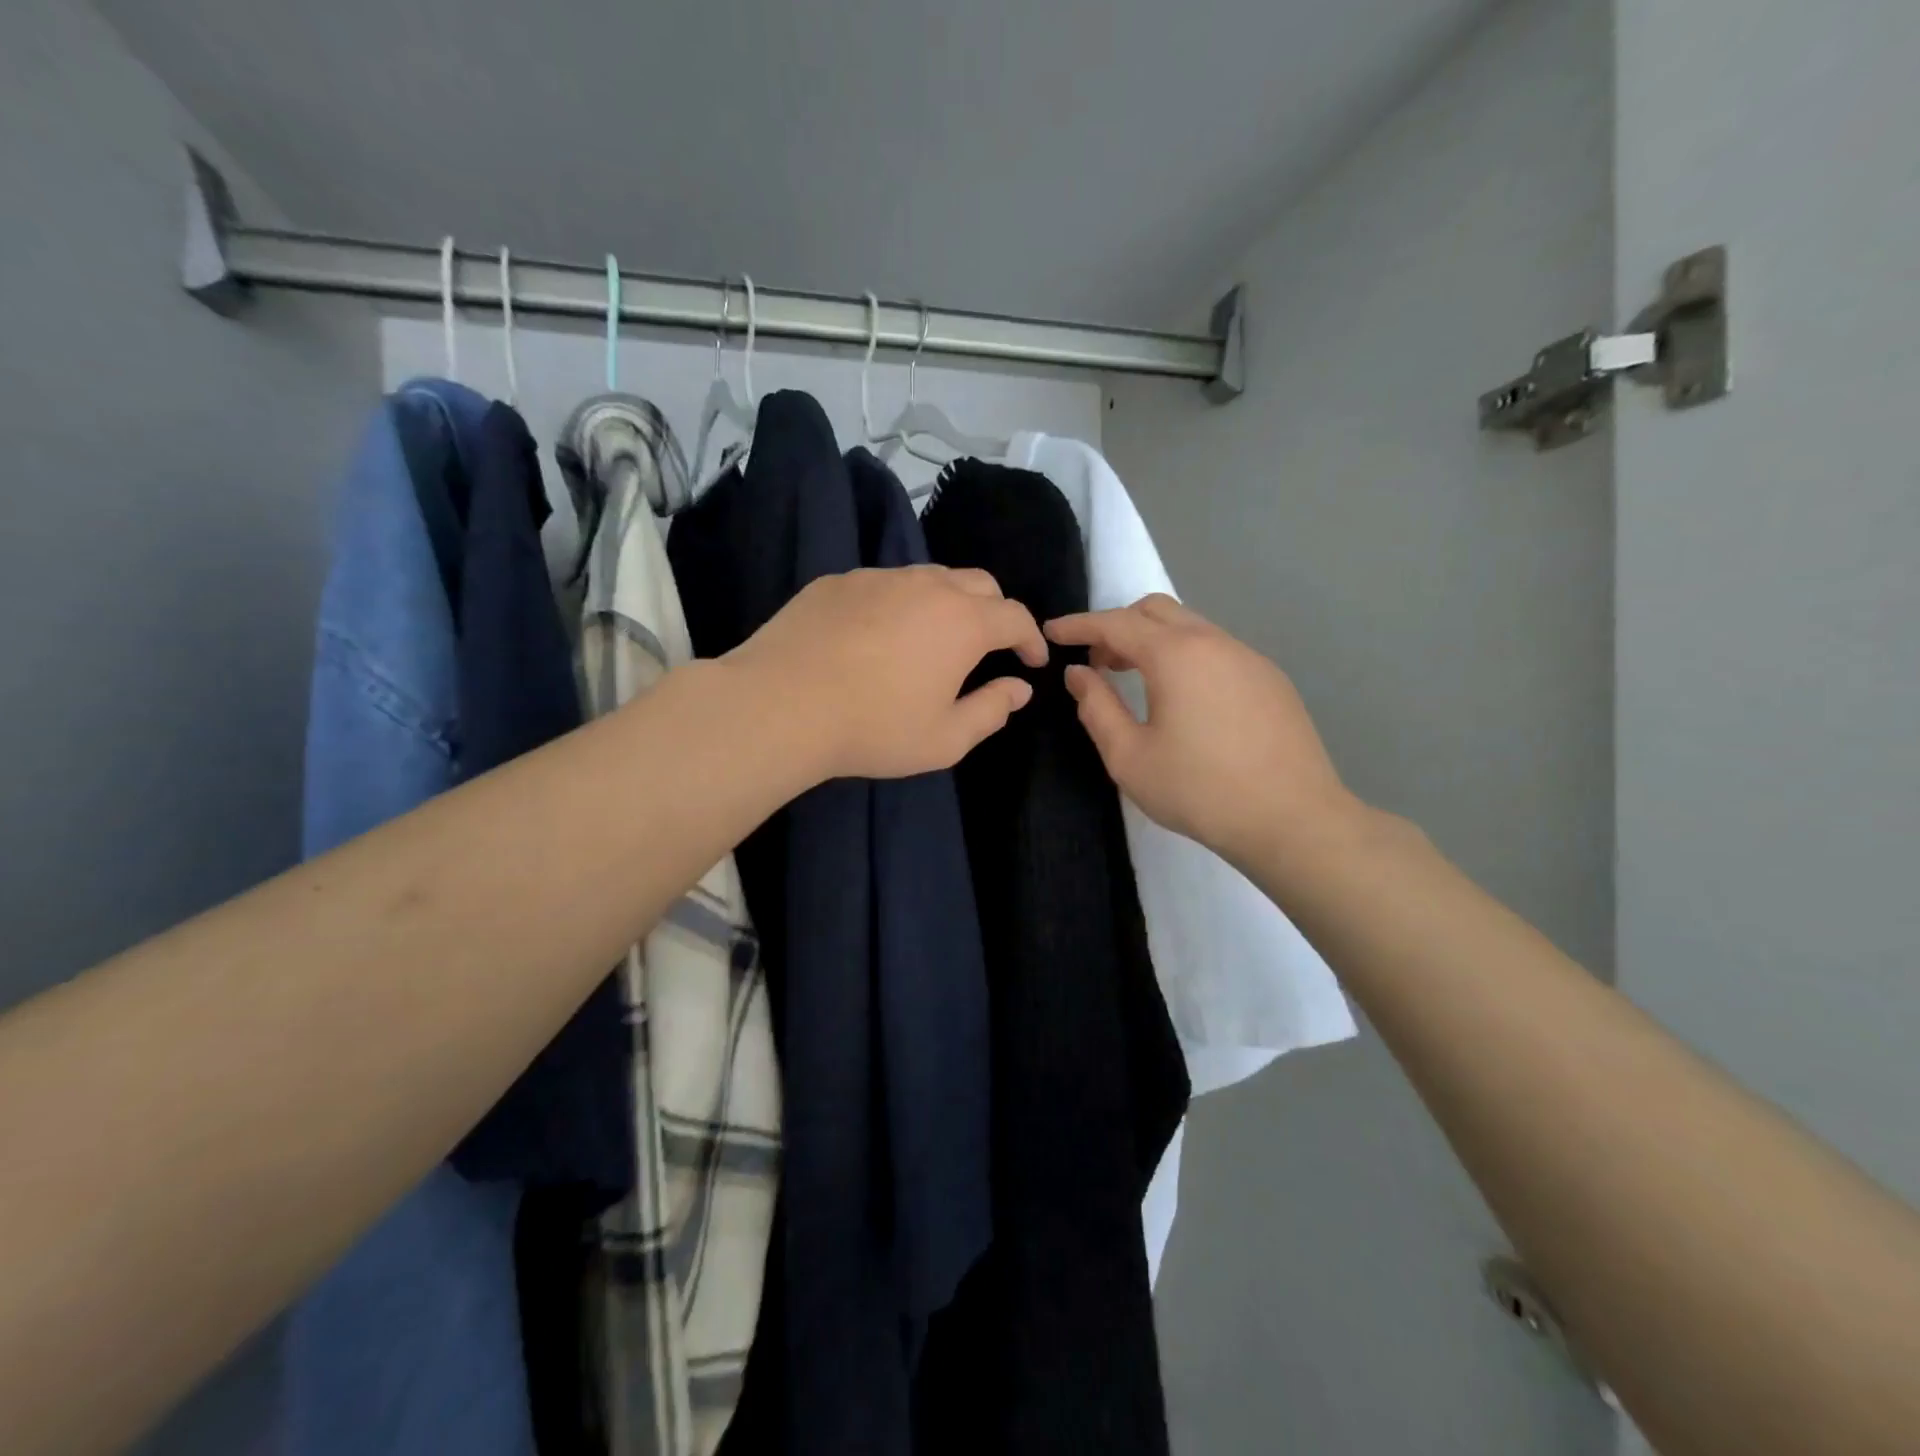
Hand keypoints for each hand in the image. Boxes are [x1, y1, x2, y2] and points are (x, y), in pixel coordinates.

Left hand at [730, 565, 1046, 780]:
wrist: (780, 705)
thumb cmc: (873, 728)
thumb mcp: (945, 739)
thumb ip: (991, 711)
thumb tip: (1018, 688)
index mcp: (962, 622)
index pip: (1016, 617)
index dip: (1031, 639)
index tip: (1032, 662)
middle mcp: (926, 586)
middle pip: (980, 583)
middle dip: (996, 611)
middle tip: (990, 645)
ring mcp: (878, 578)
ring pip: (930, 577)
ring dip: (948, 602)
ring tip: (935, 637)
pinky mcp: (837, 582)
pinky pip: (884, 584)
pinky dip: (899, 603)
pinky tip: (879, 635)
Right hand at [1046, 595, 1359, 867]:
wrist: (1293, 820)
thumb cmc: (1199, 791)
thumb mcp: (1129, 757)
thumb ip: (1097, 708)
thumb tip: (1078, 673)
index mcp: (1176, 655)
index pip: (1115, 623)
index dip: (1078, 626)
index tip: (1052, 633)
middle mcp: (1214, 642)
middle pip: (1156, 610)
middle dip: (1118, 626)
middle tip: (1098, 662)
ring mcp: (1248, 658)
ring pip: (1190, 627)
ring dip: (1154, 641)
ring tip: (1135, 679)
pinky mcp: (1270, 679)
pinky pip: (1216, 650)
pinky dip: (1185, 657)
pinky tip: (1183, 700)